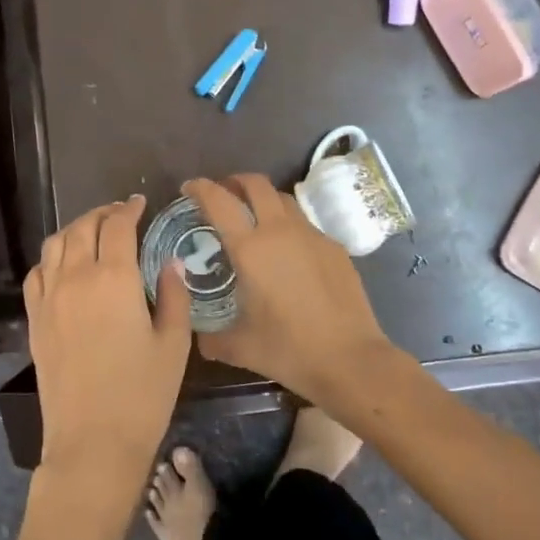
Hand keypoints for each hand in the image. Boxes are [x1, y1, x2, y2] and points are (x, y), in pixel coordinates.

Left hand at [27, 195, 191, 512]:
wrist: (93, 441)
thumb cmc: (143, 394)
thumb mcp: (174, 343)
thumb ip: (173, 295)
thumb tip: (170, 262)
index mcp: (114, 278)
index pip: (118, 226)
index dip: (129, 209)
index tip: (140, 203)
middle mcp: (75, 278)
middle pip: (83, 228)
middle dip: (103, 213)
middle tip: (120, 214)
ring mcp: (49, 298)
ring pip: (55, 244)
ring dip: (75, 229)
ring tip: (92, 231)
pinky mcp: (34, 320)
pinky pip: (36, 273)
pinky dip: (51, 258)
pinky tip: (63, 265)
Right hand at [184, 174, 394, 404]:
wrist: (350, 358)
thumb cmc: (288, 349)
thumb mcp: (240, 347)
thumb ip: (213, 338)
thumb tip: (201, 339)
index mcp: (250, 249)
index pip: (219, 201)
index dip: (200, 188)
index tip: (189, 188)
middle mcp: (280, 231)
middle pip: (256, 184)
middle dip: (235, 181)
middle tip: (223, 194)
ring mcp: (312, 235)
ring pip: (284, 199)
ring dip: (264, 199)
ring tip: (254, 218)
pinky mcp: (334, 247)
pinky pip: (305, 224)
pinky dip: (288, 225)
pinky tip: (287, 252)